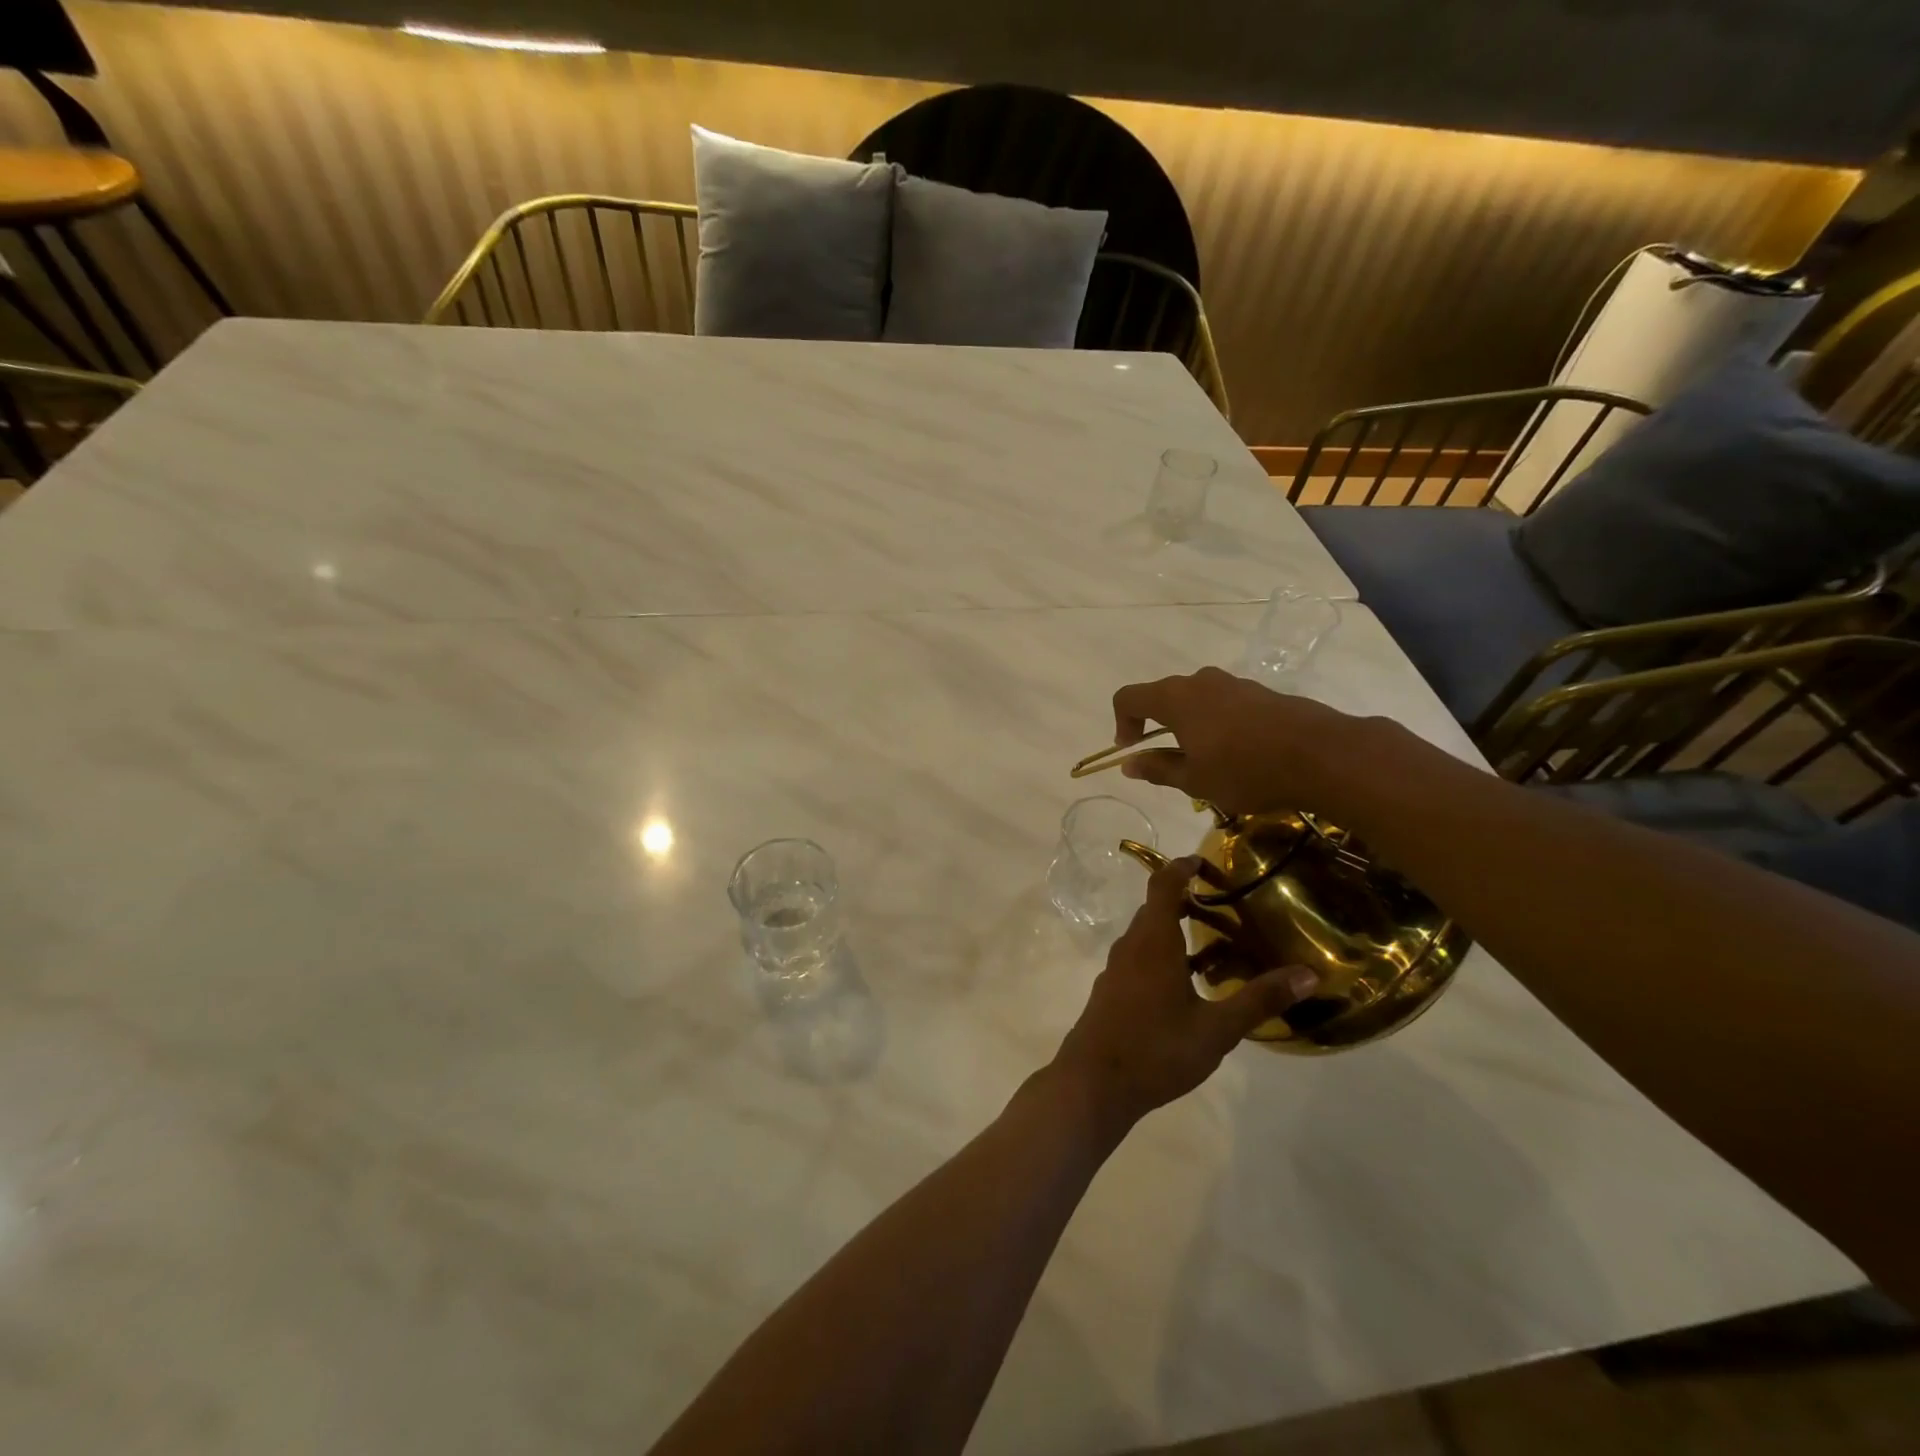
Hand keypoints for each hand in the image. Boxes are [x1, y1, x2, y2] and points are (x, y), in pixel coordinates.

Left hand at [1051, 857, 1318, 1127]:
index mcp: (1153, 941)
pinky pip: (1140, 959)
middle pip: (1156, 910)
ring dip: (1176, 932)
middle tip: (1226, 908)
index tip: (1205, 862)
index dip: (1182, 867)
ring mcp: (1116, 969)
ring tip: (1216, 947)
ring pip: (1148, 937)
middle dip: (1187, 902)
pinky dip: (1164, 956)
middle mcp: (1131, 946)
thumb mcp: (1217, 1028)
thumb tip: (1307, 973)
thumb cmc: (1157, 1049)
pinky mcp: (1111, 991)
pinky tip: (1188, 986)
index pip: (1163, 885)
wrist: (1094, 1083)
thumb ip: (1260, 999)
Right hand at [1111, 666, 1368, 815]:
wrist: (1321, 755)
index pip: (1128, 697)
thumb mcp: (1194, 780)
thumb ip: (1157, 768)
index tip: (1132, 751)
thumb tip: (1128, 764)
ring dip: (1189, 725)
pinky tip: (1237, 753)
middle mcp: (1200, 681)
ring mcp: (1234, 683)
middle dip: (1156, 725)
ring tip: (1205, 760)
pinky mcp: (1260, 692)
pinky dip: (1217, 723)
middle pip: (1163, 696)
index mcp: (1175, 699)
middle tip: (1168, 760)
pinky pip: (1224, 703)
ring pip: (1196, 699)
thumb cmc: (1245, 770)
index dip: (1122, 722)